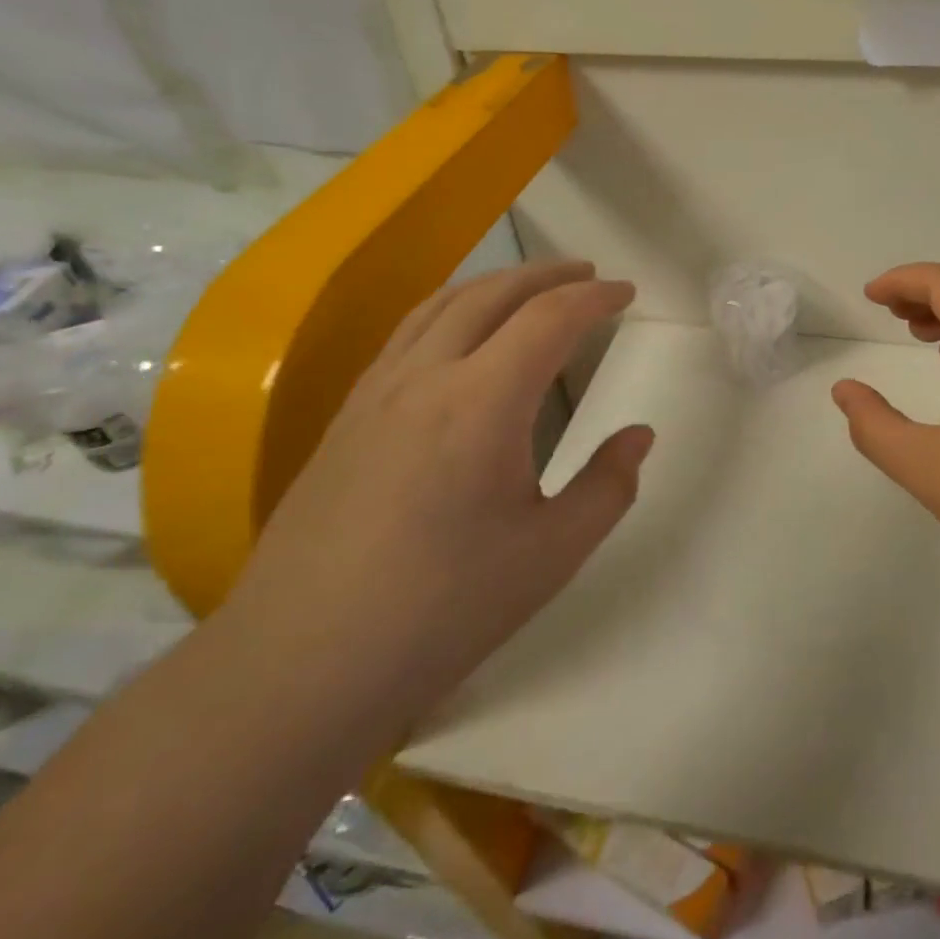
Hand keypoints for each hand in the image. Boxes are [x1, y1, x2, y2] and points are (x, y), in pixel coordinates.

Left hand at [228, 261, 649, 731]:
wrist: (300, 664)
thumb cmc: (443, 609)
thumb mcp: (552, 553)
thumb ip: (608, 486)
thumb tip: (639, 435)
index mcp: (484, 402)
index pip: (550, 319)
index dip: (595, 297)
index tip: (627, 292)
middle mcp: (426, 377)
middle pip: (493, 293)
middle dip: (548, 274)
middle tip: (588, 275)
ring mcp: (377, 392)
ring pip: (442, 304)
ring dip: (496, 283)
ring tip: (531, 287)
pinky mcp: (346, 415)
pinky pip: (407, 332)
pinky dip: (451, 308)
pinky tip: (460, 335)